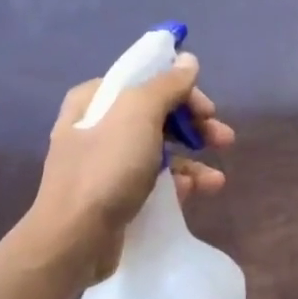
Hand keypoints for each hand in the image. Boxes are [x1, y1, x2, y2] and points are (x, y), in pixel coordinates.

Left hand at [25, 53, 233, 279]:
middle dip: (194, 126)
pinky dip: (180, 183)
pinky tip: (202, 191)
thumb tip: (188, 60)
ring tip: (218, 178)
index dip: (181, 90)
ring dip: (193, 159)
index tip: (208, 109)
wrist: (75, 239)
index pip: (146, 81)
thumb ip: (167, 85)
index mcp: (95, 100)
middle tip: (223, 138)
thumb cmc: (106, 168)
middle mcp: (97, 127)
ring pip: (160, 150)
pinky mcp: (116, 196)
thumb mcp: (139, 114)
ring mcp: (106, 164)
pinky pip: (155, 181)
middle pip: (157, 115)